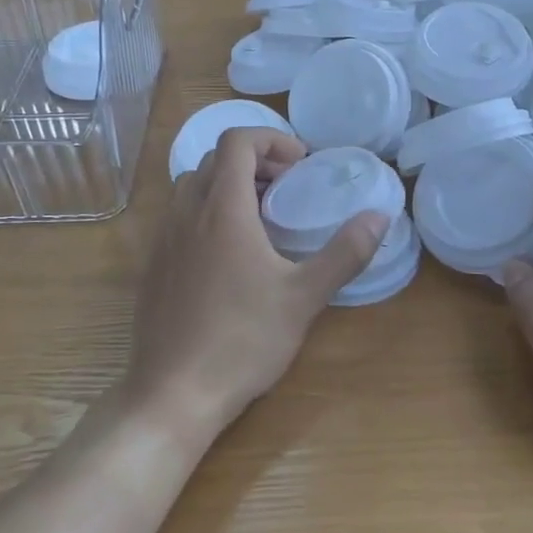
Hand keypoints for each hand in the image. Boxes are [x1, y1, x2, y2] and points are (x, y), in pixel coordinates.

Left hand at [126, 128, 388, 439]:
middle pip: (215, 160)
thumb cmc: (242, 341)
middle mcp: (185, 214)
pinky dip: (206, 214)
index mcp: (222, 210)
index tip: (300, 165)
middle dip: (255, 162)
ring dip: (228, 187)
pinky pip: (178, 218)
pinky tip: (229, 259)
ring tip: (261, 221)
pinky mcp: (153, 267)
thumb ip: (344, 253)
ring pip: (193, 188)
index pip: (236, 141)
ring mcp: (162, 241)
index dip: (271, 139)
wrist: (173, 393)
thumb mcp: (303, 297)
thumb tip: (380, 216)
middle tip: (287, 190)